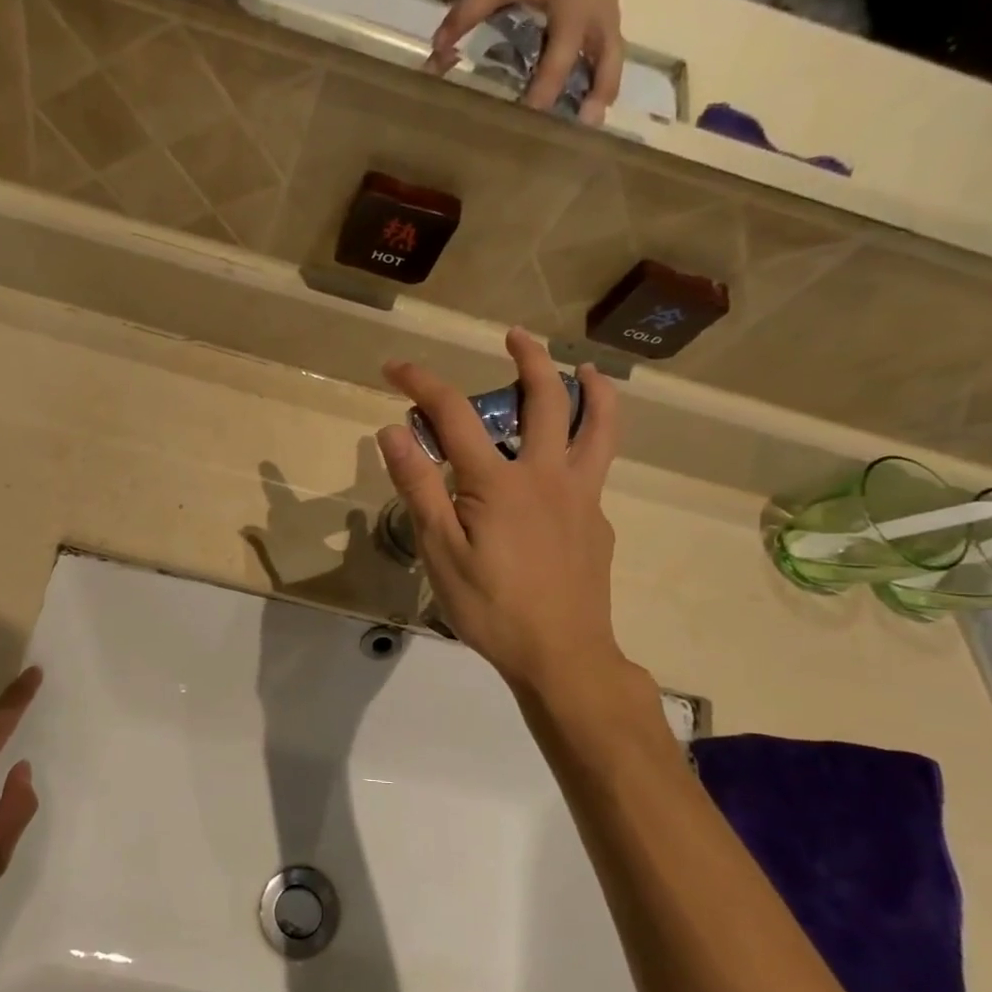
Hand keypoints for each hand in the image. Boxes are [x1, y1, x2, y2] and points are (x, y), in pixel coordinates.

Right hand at [375, 328, 641, 700]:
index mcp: (499, 481)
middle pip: (545, 399)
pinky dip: (587, 447)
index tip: (394, 366)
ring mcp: (581, 497)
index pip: (453, 414)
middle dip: (528, 359)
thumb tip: (392, 430)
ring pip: (598, 427)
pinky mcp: (598, 521)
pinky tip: (568, 466)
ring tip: (587, 369)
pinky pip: (596, 469)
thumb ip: (419, 487)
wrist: (562, 656)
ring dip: (593, 389)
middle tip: (515, 336)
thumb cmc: (491, 607)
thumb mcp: (440, 551)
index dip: (421, 383)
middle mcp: (547, 474)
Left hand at [428, 0, 632, 121]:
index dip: (466, 16)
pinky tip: (591, 121)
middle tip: (525, 118)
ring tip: (576, 127)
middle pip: (560, 47)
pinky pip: (612, 61)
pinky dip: (605, 89)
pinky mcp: (611, 28)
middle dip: (544, 84)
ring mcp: (597, 18)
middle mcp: (572, 2)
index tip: (438, 47)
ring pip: (599, 57)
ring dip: (589, 92)